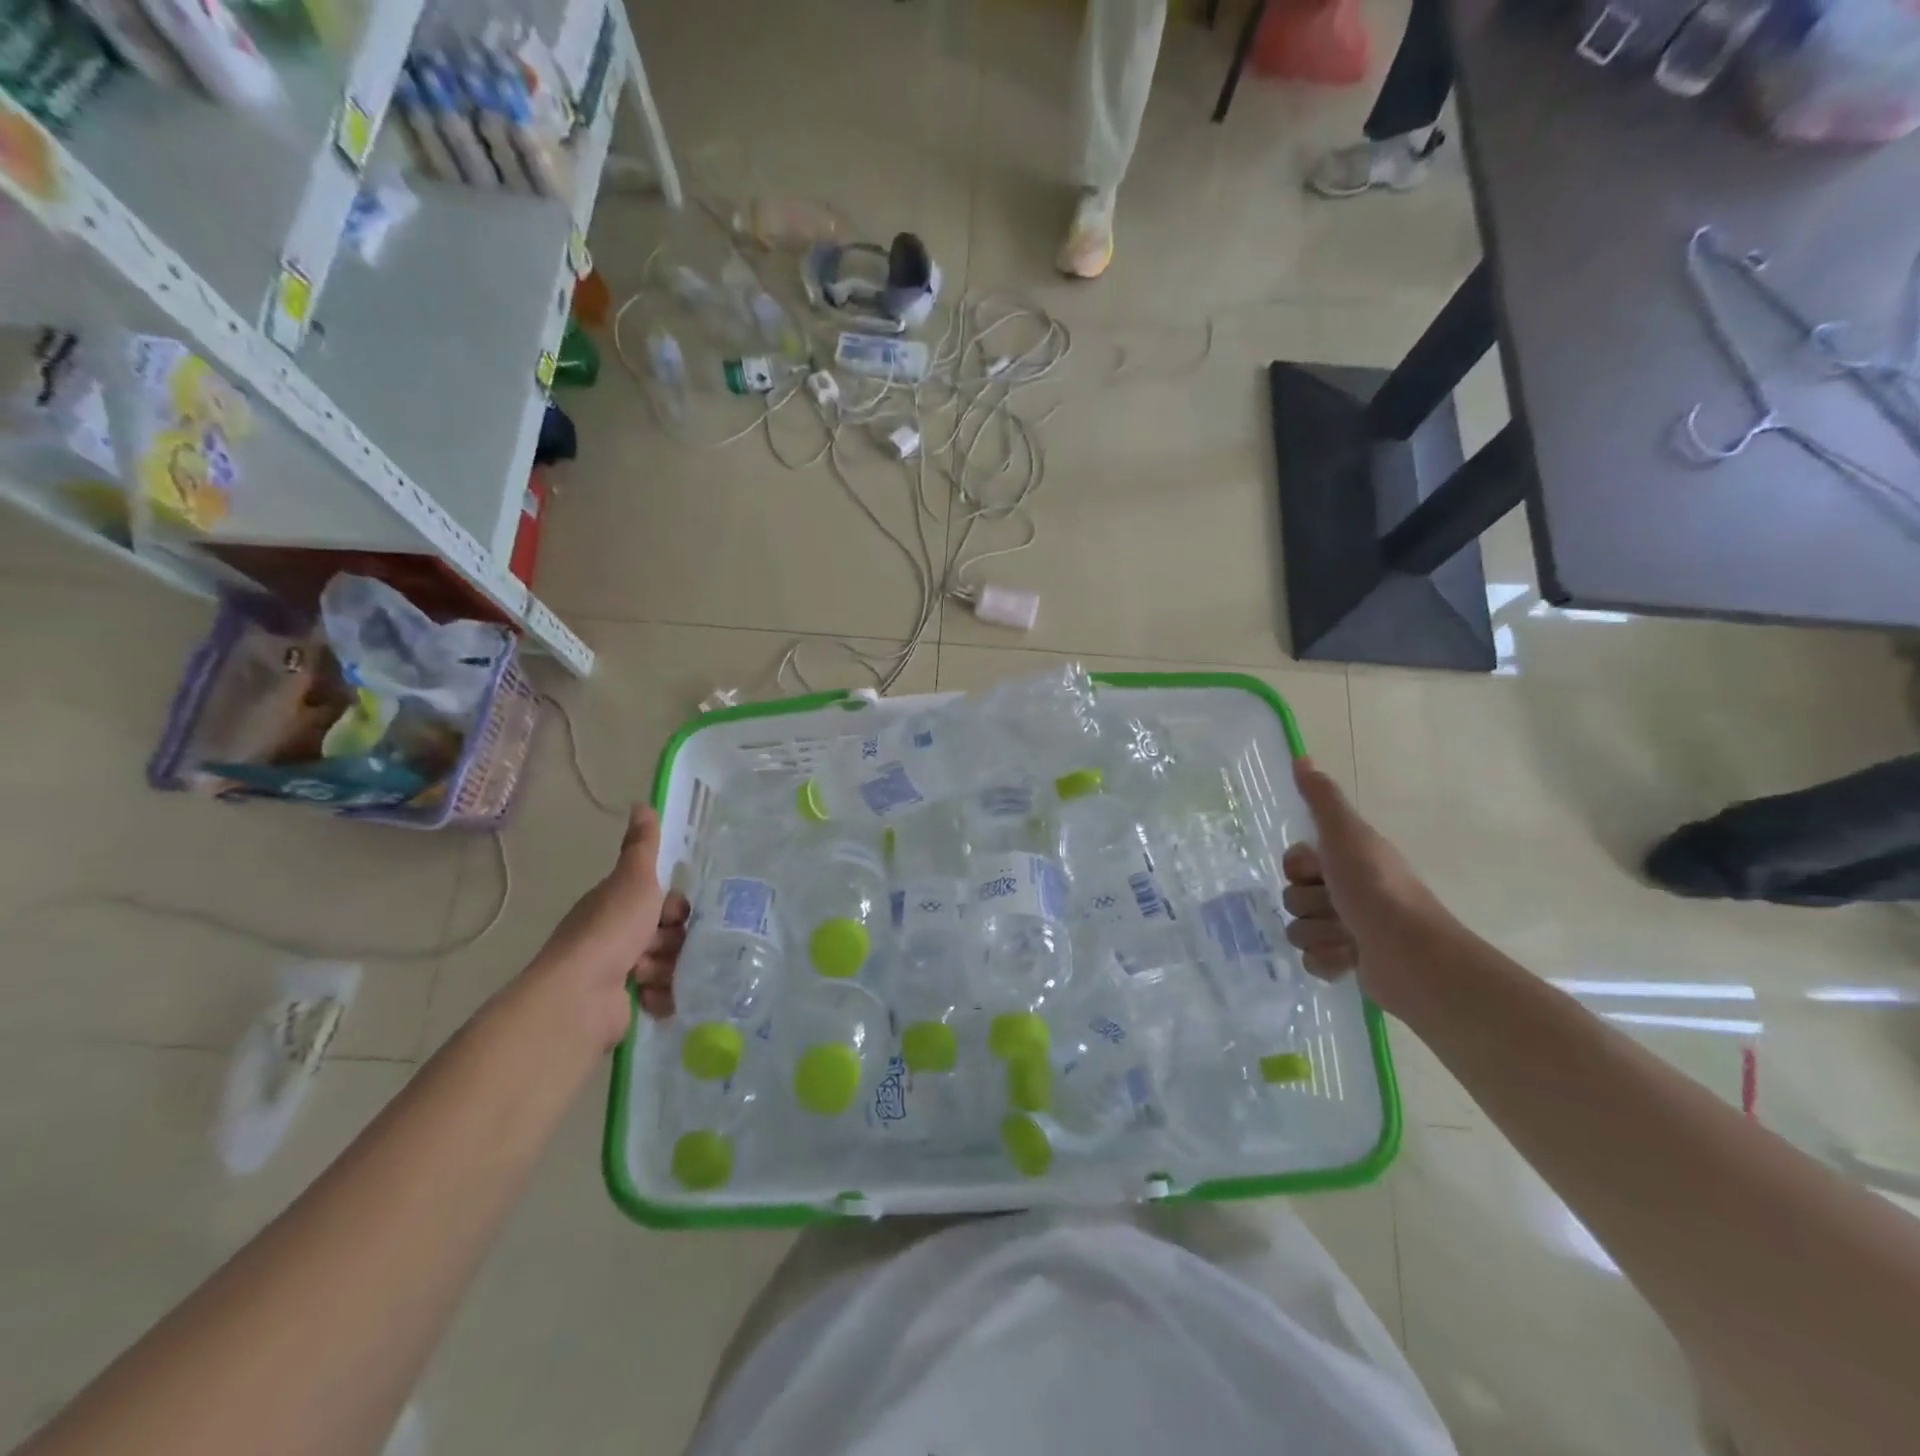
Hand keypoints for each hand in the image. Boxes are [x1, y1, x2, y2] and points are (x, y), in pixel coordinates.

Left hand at [529, 805, 689, 1049]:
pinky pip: (663, 995)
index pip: (663, 902)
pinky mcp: (624, 1005)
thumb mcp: (633, 880)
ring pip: (669, 964)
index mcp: (617, 905)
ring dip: (667, 969)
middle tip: (661, 948)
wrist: (579, 997)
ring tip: (650, 976)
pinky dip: (663, 996)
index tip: (675, 915)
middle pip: (669, 934)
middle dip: (673, 942)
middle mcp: (616, 937)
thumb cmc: (609, 932)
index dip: (675, 908)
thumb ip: (642, 846)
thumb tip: (641, 802)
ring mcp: (619, 973)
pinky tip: (653, 997)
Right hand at [1281, 757, 1450, 1016]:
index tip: (1319, 872)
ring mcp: (1347, 929)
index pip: (1293, 862)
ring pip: (1298, 930)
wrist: (1410, 954)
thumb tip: (1302, 757)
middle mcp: (1346, 891)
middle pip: (1292, 896)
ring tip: (1348, 937)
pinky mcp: (1348, 963)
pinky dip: (1327, 961)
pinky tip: (1349, 959)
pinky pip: (1311, 961)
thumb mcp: (1345, 835)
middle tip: (1338, 906)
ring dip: (1319, 934)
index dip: (1299, 868)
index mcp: (1345, 861)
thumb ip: (1322, 799)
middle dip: (1310, 905)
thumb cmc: (1376, 888)